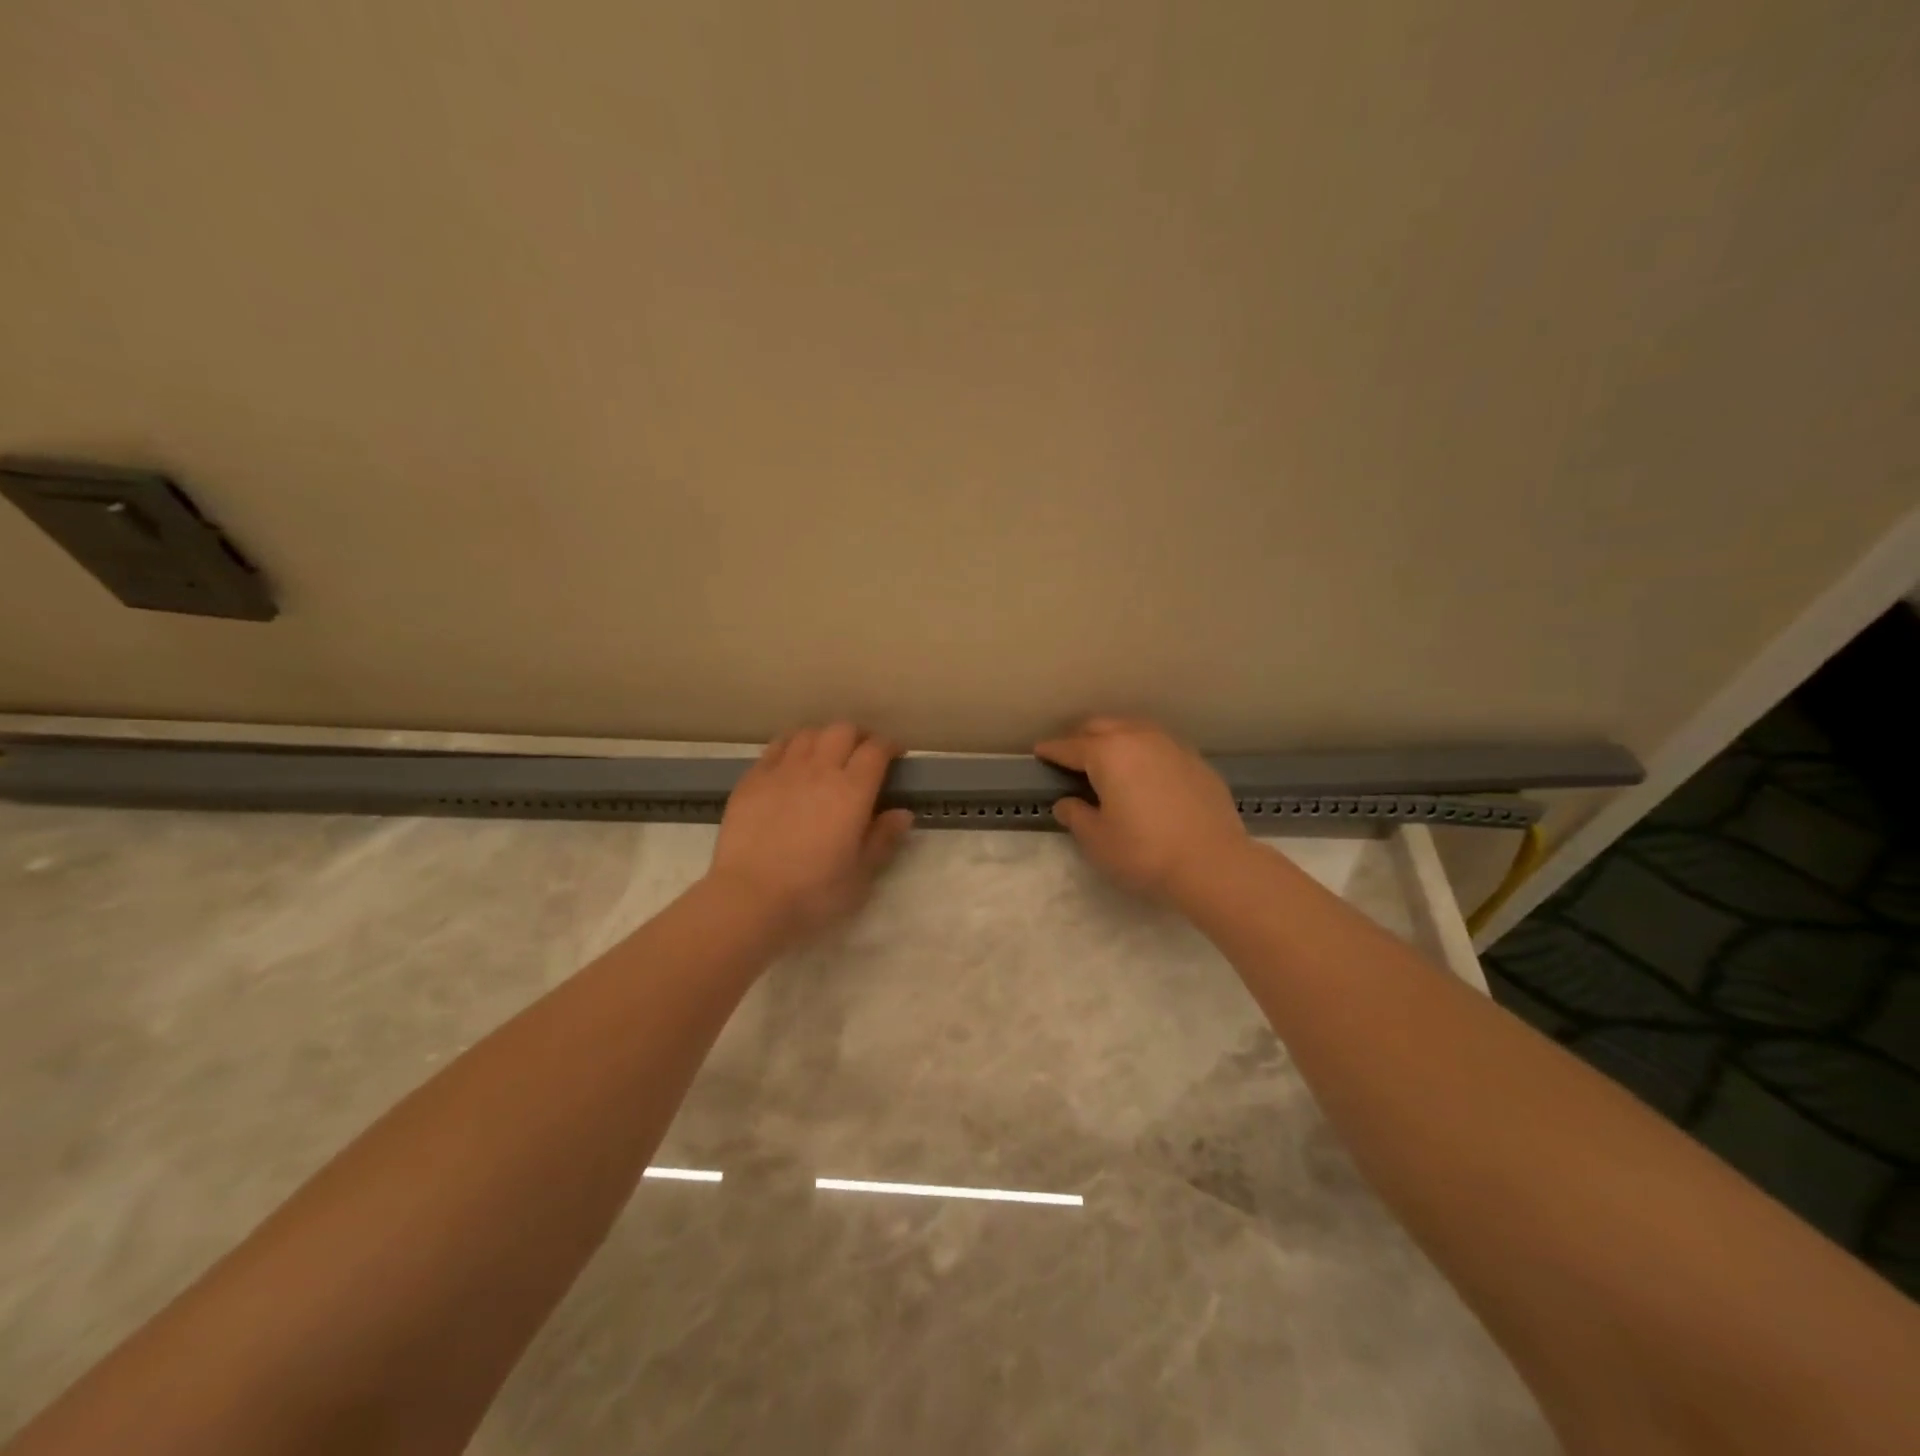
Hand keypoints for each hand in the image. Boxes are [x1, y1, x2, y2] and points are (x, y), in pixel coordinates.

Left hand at [707, 723, 914, 943]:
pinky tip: (792, 761)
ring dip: (824, 737)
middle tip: (863, 753)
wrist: (749, 898)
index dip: (889, 746)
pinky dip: (792, 745)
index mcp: (852, 791)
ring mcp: (782, 770)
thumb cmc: (813, 892)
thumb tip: (902, 813)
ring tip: (827, 754)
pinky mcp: (752, 779)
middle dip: (858, 735)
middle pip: (842, 730)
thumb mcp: (861, 875)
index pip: (875, 750)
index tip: (895, 754)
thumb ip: (883, 839)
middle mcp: (819, 770)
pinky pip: (776, 746)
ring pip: (808, 733)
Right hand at [1035, 717, 1250, 904]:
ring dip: (1115, 738)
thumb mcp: (1097, 840)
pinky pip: (1160, 746)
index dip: (1051, 750)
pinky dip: (1143, 752)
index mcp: (1107, 753)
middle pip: (1102, 727)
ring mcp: (1172, 746)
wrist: (1213, 863)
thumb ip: (1076, 816)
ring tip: (1108, 759)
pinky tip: (1144, 772)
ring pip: (1134, 729)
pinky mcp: (1196, 761)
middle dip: (1082, 737)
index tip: (1039, 751)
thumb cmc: (1144, 851)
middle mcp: (1139, 738)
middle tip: (1071, 756)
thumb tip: (1067, 803)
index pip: (1070, 746)